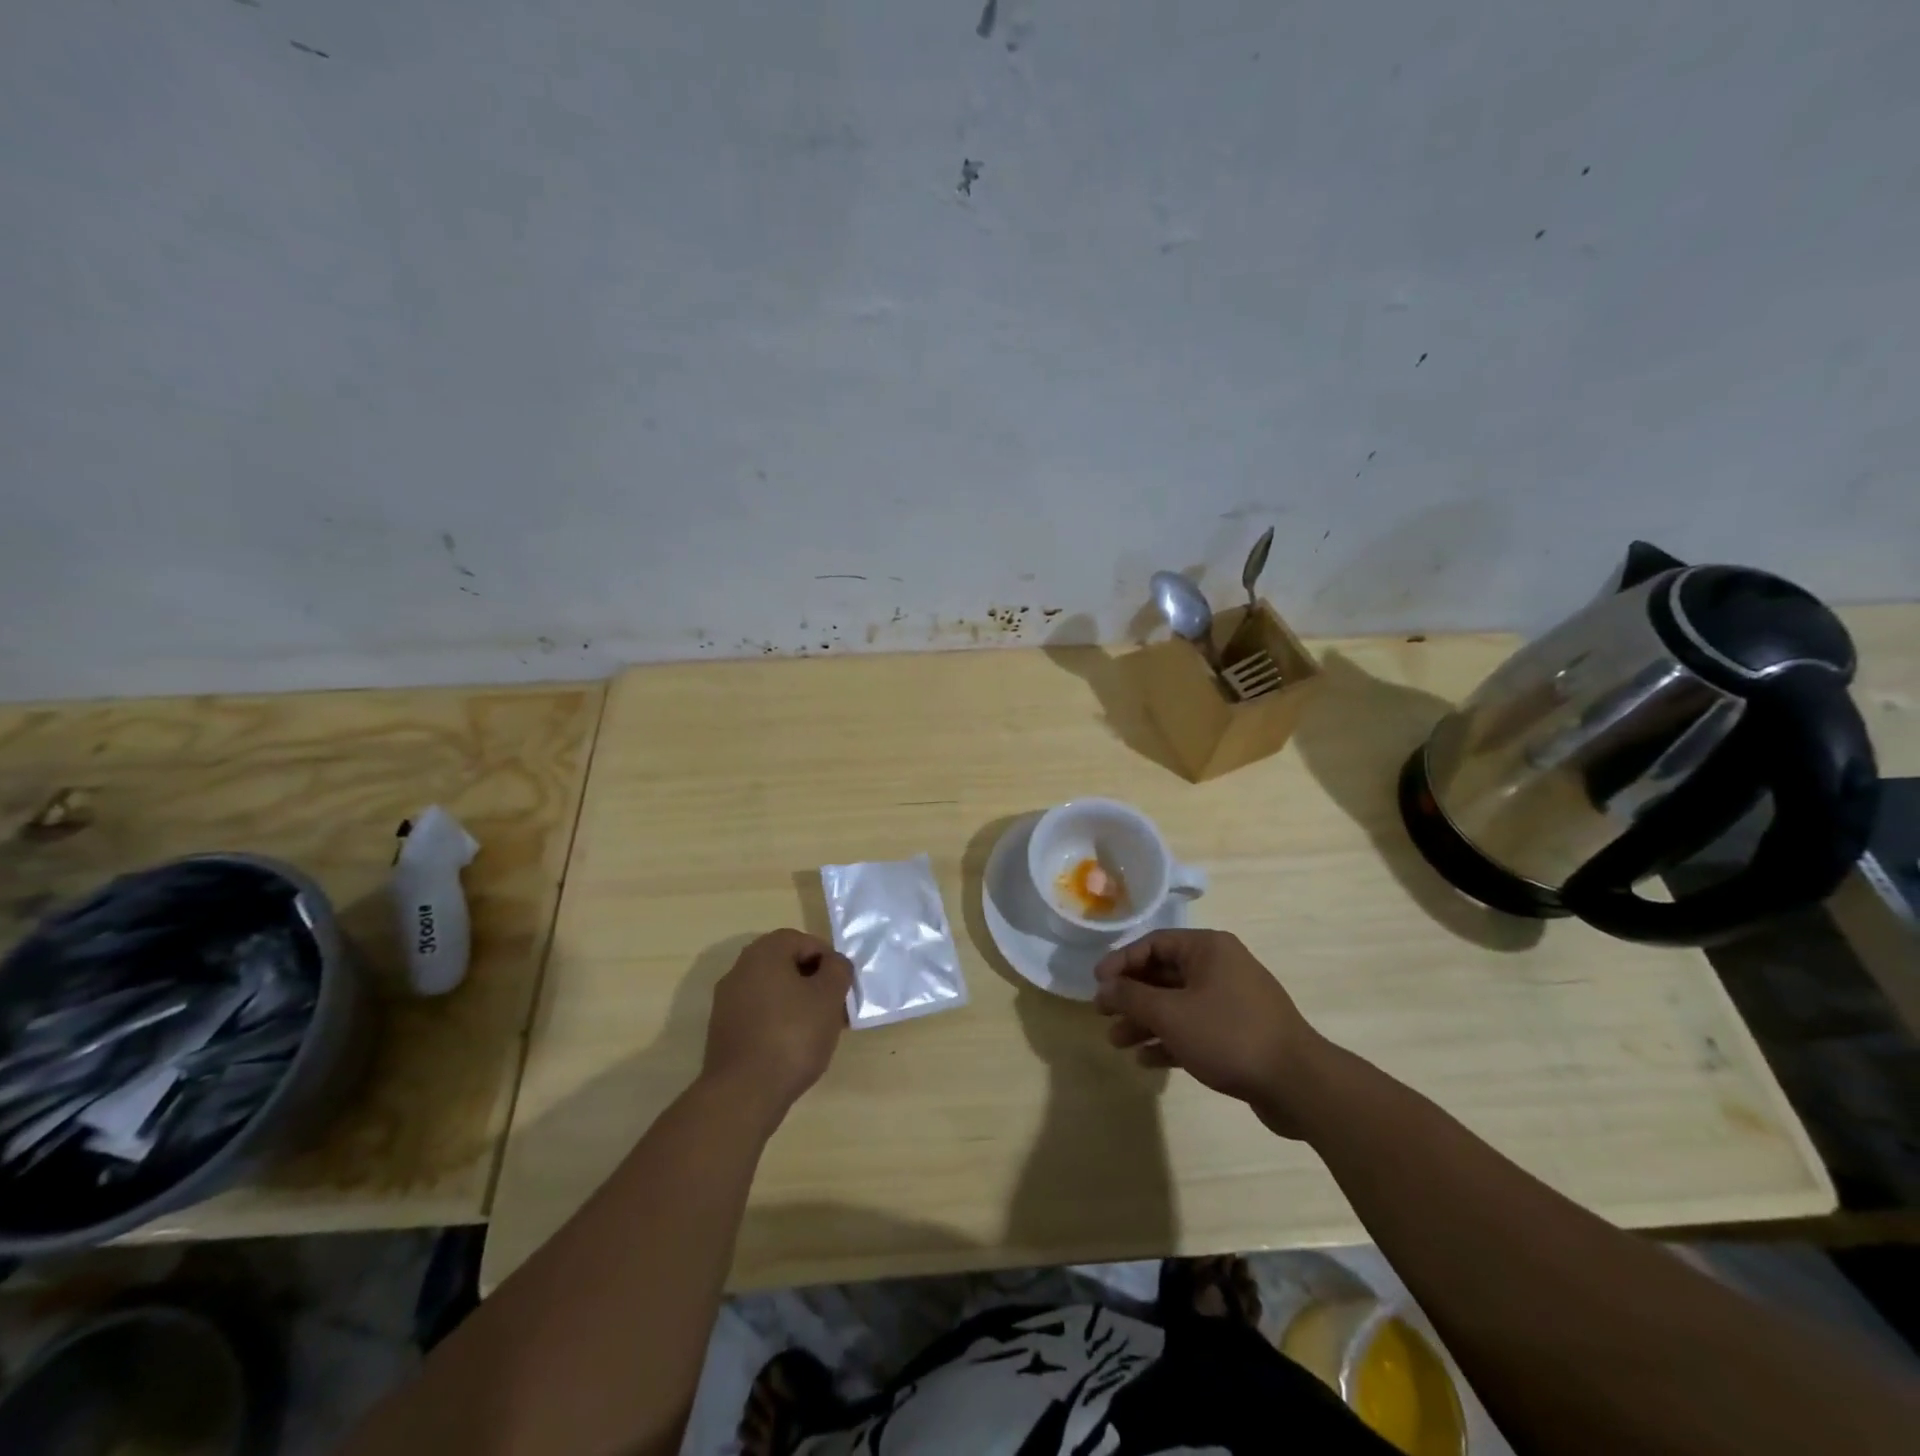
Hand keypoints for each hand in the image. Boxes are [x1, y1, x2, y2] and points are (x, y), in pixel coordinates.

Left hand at [701, 930, 852, 1126]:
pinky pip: (758, 1013)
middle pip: (785, 964)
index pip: (802, 940)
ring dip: (797, 1002)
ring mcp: (727, 1001)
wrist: (744, 1093)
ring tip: (817, 1030)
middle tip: (832, 1006)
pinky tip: (792, 1046)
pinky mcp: (723, 1030)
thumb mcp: (829, 997)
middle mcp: (740, 969)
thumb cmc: (792, 1035)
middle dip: (812, 981)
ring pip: (772, 990)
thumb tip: (834, 963)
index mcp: (764, 953)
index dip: (827, 959)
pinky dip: (778, 1021)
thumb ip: (838, 969)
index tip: (841, 986)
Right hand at [1094, 929, 1326, 1137]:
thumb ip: (1132, 996)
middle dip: (1131, 997)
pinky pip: (1195, 1027)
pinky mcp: (1240, 1032)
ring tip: (1118, 1042)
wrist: (1298, 1084)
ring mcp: (1232, 1000)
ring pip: (1178, 1004)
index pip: (1153, 944)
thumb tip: (1105, 985)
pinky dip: (1170, 1040)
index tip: (1096, 984)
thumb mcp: (1171, 1014)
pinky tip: (1147, 1061)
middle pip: (1164, 974)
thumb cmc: (1228, 1035)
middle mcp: (1220, 967)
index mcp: (1208, 948)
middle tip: (1102, 1015)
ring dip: (1146, 1021)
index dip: (1121, 962)